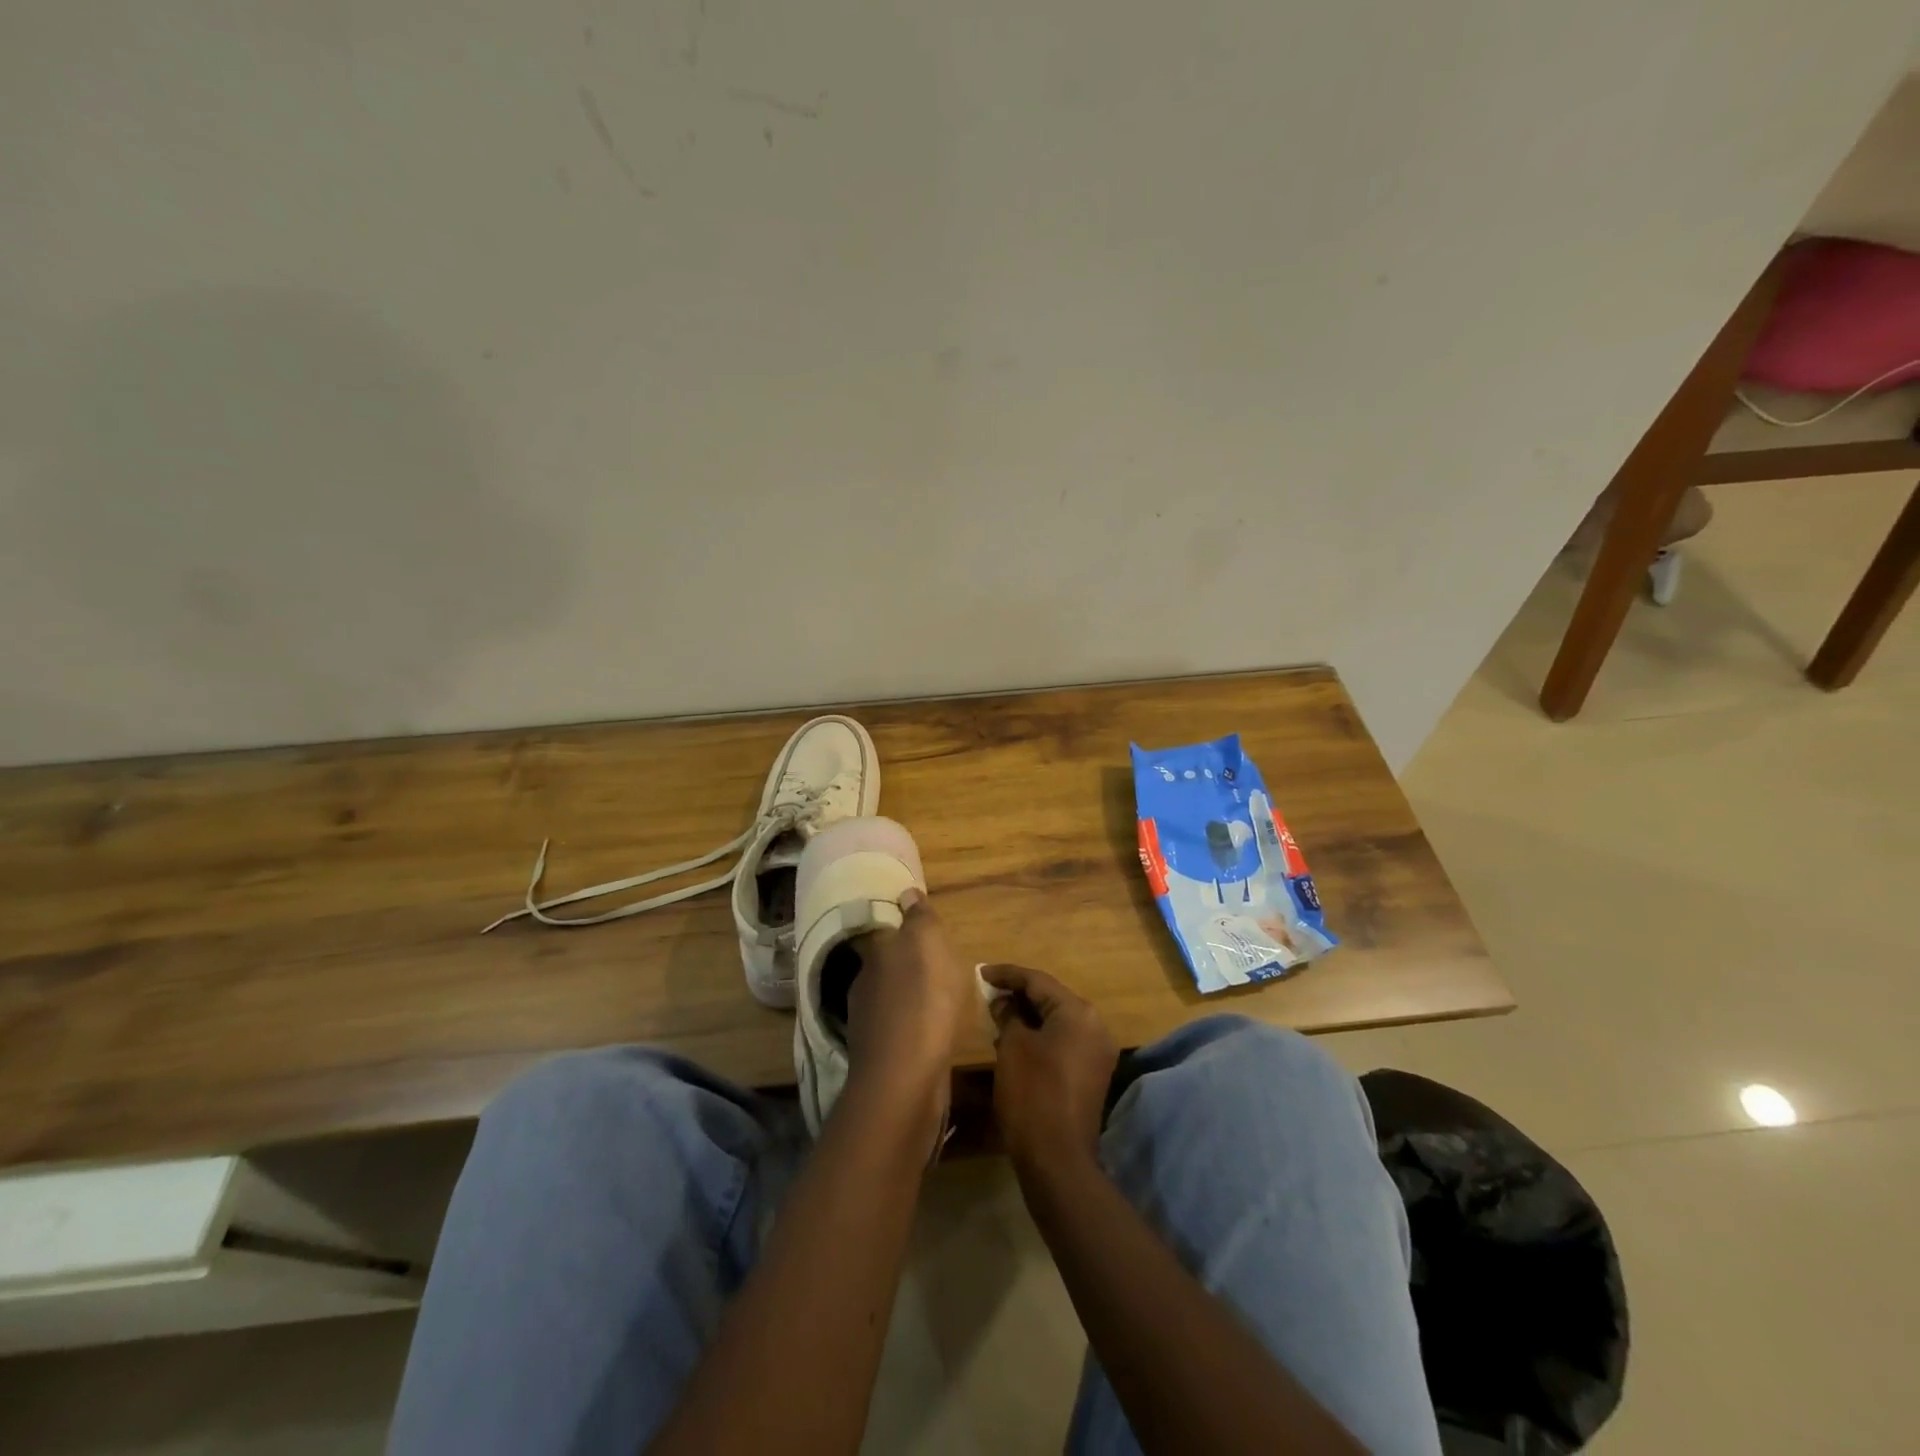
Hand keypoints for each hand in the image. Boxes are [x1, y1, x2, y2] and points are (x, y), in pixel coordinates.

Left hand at [844, 890, 973, 1109]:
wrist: (906, 1078)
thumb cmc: (923, 1001)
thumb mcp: (928, 944)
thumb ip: (918, 919)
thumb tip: (906, 893)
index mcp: (875, 953)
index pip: (883, 931)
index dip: (900, 929)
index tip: (917, 928)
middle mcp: (864, 983)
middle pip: (886, 965)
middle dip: (905, 964)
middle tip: (935, 964)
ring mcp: (869, 1022)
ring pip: (891, 998)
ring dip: (909, 996)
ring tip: (938, 999)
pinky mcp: (881, 1055)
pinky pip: (901, 1028)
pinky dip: (913, 1025)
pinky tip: (932, 1031)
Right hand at [983, 964, 1118, 1170]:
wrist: (1057, 1159)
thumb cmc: (1032, 1093)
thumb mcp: (1012, 1047)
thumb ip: (1008, 1015)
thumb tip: (1004, 1002)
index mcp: (1078, 1013)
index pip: (1038, 981)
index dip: (1007, 974)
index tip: (981, 972)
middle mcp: (1094, 1026)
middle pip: (1051, 998)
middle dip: (1018, 994)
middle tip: (988, 992)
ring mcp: (1096, 1052)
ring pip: (1057, 1021)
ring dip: (1028, 1016)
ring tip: (996, 1014)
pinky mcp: (1091, 1074)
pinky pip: (1063, 1041)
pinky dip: (1040, 1035)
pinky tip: (1015, 1040)